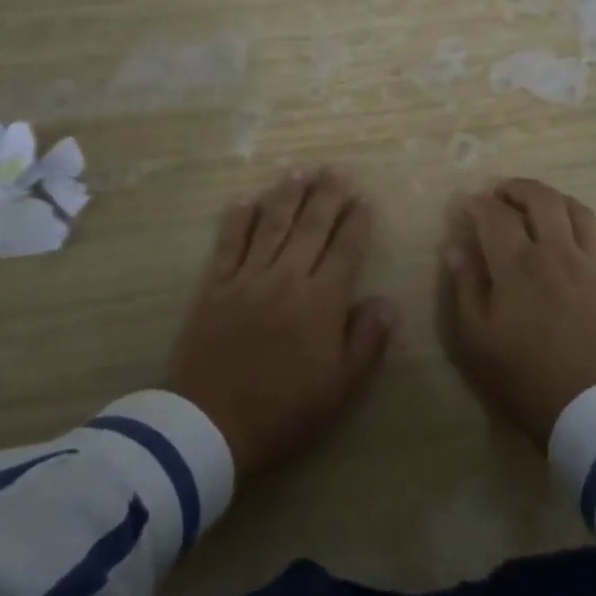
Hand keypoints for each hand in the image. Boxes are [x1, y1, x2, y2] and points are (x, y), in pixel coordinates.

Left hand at [168, 167, 394, 478]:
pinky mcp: (214, 287)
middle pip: (311, 226)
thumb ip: (366, 341)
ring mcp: (247, 278)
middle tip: (336, 169)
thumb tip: (385, 301)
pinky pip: (228, 243)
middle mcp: (287, 277)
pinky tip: (246, 200)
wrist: (209, 426)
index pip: (345, 249)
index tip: (363, 199)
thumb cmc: (283, 412)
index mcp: (321, 301)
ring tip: (299, 170)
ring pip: (272, 224)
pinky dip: (238, 219)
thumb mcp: (339, 388)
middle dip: (327, 195)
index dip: (356, 222)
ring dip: (287, 195)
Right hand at [439, 178, 595, 447]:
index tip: (466, 207)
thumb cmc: (525, 376)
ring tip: (538, 207)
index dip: (477, 204)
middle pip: (542, 198)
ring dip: (555, 200)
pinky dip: (591, 228)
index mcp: (519, 264)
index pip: (495, 215)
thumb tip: (458, 248)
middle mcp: (557, 253)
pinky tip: (578, 235)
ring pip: (579, 211)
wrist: (591, 411)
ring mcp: (590, 266)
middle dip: (517, 188)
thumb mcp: (477, 338)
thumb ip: (466, 286)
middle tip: (500, 195)